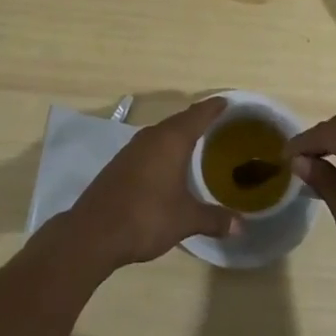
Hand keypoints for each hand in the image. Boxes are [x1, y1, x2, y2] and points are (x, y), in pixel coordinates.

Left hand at [64, 97, 240, 270]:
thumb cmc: (146, 217)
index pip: (198, 115)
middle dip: (198, 120)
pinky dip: (163, 149)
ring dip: (178, 135)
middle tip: (217, 122)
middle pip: (180, 121)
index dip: (214, 107)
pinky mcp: (120, 164)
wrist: (94, 233)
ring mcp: (132, 149)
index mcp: (172, 140)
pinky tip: (167, 164)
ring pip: (162, 133)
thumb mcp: (185, 220)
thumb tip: (241, 226)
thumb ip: (214, 219)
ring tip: (196, 142)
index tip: (227, 102)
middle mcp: (152, 137)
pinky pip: (149, 147)